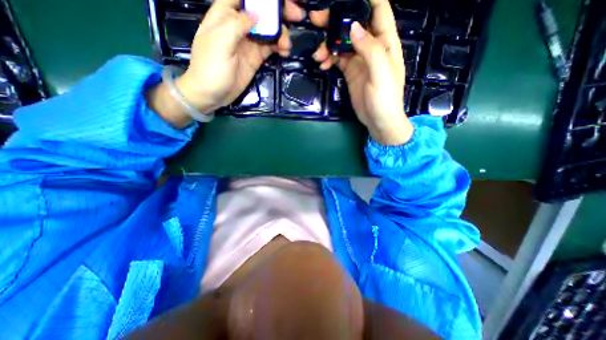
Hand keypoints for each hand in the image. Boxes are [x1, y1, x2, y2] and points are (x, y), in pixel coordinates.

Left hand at [149, 0, 305, 126]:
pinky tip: (285, 52)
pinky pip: (270, 48)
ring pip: (269, 31)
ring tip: (287, 45)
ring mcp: (249, 43)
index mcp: (225, 15)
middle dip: (278, 13)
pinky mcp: (255, 58)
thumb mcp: (220, 42)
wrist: (212, 94)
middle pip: (261, 13)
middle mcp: (239, 26)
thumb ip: (237, 25)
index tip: (281, 1)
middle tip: (296, 16)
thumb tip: (257, 15)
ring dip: (281, 35)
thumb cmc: (211, 67)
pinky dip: (279, 48)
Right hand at [312, 0, 411, 143]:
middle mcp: (371, 47)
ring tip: (318, 55)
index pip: (378, 10)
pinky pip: (337, 59)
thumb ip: (370, 49)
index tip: (342, 0)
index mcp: (385, 41)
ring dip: (328, 45)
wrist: (378, 121)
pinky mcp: (350, 72)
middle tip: (317, 21)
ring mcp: (359, 60)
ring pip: (342, 43)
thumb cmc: (385, 99)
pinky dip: (329, 59)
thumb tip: (353, 27)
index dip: (363, 0)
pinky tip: (322, 64)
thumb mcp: (381, 73)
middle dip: (336, 21)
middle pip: (354, 24)